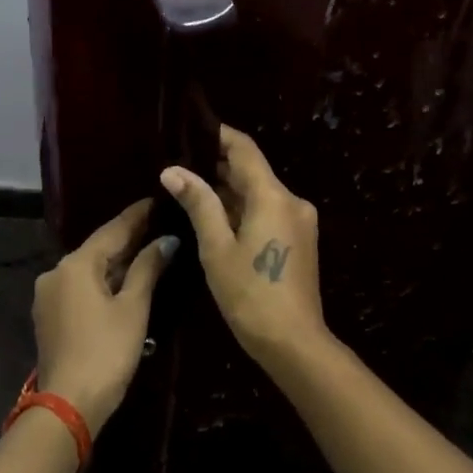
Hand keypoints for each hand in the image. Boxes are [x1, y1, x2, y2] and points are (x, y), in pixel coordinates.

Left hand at [31, 198, 178, 433]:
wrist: (68, 403)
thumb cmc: (107, 351)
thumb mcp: (133, 307)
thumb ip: (148, 268)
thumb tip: (167, 240)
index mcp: (75, 264)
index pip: (112, 230)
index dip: (137, 215)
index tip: (157, 199)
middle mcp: (56, 272)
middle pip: (98, 248)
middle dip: (128, 239)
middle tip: (159, 224)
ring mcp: (48, 295)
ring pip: (88, 269)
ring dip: (116, 262)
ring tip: (147, 250)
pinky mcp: (49, 315)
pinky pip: (80, 287)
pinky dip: (102, 281)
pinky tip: (123, 281)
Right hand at [159, 125, 326, 367]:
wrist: (293, 341)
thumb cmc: (250, 294)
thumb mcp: (217, 248)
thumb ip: (199, 204)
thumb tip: (173, 170)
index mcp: (273, 196)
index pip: (244, 149)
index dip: (218, 136)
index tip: (190, 130)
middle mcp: (292, 200)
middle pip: (253, 171)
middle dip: (218, 165)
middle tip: (180, 165)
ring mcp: (299, 221)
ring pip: (260, 193)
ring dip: (229, 190)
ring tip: (190, 189)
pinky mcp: (299, 240)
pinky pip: (268, 212)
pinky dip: (243, 210)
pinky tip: (216, 218)